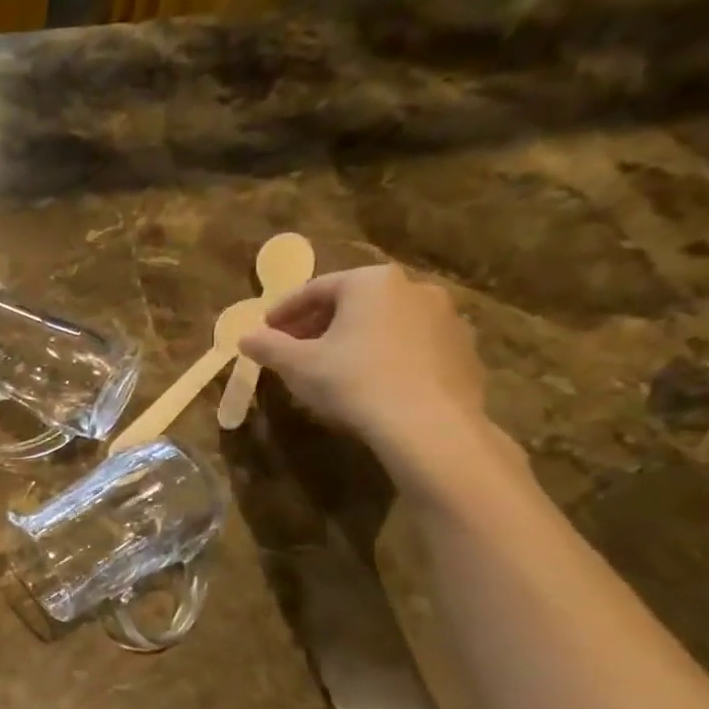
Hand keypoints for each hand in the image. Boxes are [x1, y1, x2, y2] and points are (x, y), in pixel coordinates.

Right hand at [238, 265, 488, 460]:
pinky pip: (412, 346)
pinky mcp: (464, 351)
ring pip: (384, 323)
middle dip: (319, 324)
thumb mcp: (296, 365)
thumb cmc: (353, 382)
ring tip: (331, 368)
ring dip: (354, 339)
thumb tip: (244, 338)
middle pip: (353, 303)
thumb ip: (267, 346)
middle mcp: (413, 288)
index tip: (265, 331)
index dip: (284, 311)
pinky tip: (370, 384)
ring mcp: (446, 318)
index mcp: (371, 282)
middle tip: (294, 350)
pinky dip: (386, 356)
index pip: (315, 289)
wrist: (428, 426)